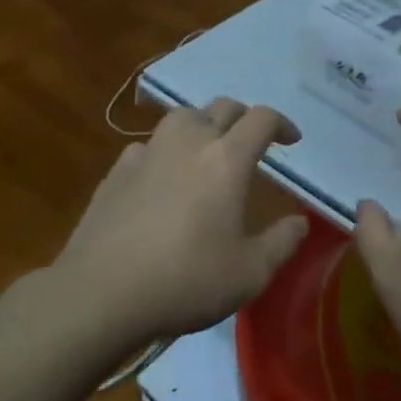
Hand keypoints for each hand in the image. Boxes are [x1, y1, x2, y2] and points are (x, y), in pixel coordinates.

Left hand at [56, 99, 308, 344]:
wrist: (101, 292)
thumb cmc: (186, 280)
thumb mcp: (249, 273)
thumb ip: (281, 243)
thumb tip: (300, 223)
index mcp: (227, 159)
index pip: (261, 119)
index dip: (282, 123)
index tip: (291, 140)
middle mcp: (189, 142)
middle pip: (222, 108)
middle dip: (243, 119)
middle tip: (251, 143)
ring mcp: (148, 152)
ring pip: (182, 117)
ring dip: (202, 125)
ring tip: (207, 151)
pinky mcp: (117, 171)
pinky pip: (148, 145)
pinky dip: (164, 152)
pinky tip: (161, 177)